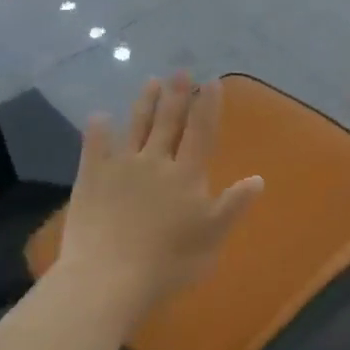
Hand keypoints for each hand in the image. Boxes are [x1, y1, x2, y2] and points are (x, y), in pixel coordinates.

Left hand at [56, 73, 263, 324]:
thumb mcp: (212, 238)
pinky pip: (94, 147)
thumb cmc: (169, 263)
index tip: (211, 82)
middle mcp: (156, 162)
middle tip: (180, 71)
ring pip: (137, 127)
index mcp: (187, 175)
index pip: (201, 133)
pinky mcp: (91, 179)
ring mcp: (121, 168)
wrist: (109, 278)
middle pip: (169, 122)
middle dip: (177, 95)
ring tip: (151, 81)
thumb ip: (233, 206)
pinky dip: (98, 130)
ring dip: (145, 103)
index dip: (208, 106)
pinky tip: (99, 117)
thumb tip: (258, 179)